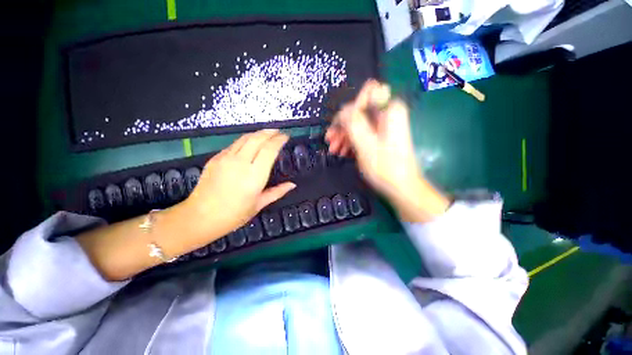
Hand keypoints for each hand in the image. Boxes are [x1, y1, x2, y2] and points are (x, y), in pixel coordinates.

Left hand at [183, 129, 295, 236]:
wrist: (200, 217)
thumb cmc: (233, 215)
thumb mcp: (259, 204)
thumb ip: (277, 192)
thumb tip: (292, 185)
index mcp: (254, 175)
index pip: (269, 150)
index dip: (279, 140)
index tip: (286, 136)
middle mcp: (240, 162)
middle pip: (257, 139)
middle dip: (270, 132)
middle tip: (278, 131)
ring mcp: (226, 158)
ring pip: (245, 138)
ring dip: (258, 133)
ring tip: (267, 133)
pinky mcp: (215, 158)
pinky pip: (234, 144)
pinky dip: (245, 140)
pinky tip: (250, 143)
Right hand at [326, 80, 448, 221]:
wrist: (401, 188)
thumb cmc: (385, 167)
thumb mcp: (366, 144)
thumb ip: (354, 122)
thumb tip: (343, 110)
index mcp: (389, 110)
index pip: (367, 92)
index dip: (352, 107)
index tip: (343, 125)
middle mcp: (387, 114)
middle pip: (359, 110)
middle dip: (343, 124)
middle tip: (330, 139)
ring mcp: (383, 127)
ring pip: (358, 123)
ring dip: (344, 135)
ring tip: (334, 149)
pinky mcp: (380, 137)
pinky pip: (362, 133)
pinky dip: (351, 141)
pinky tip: (342, 152)